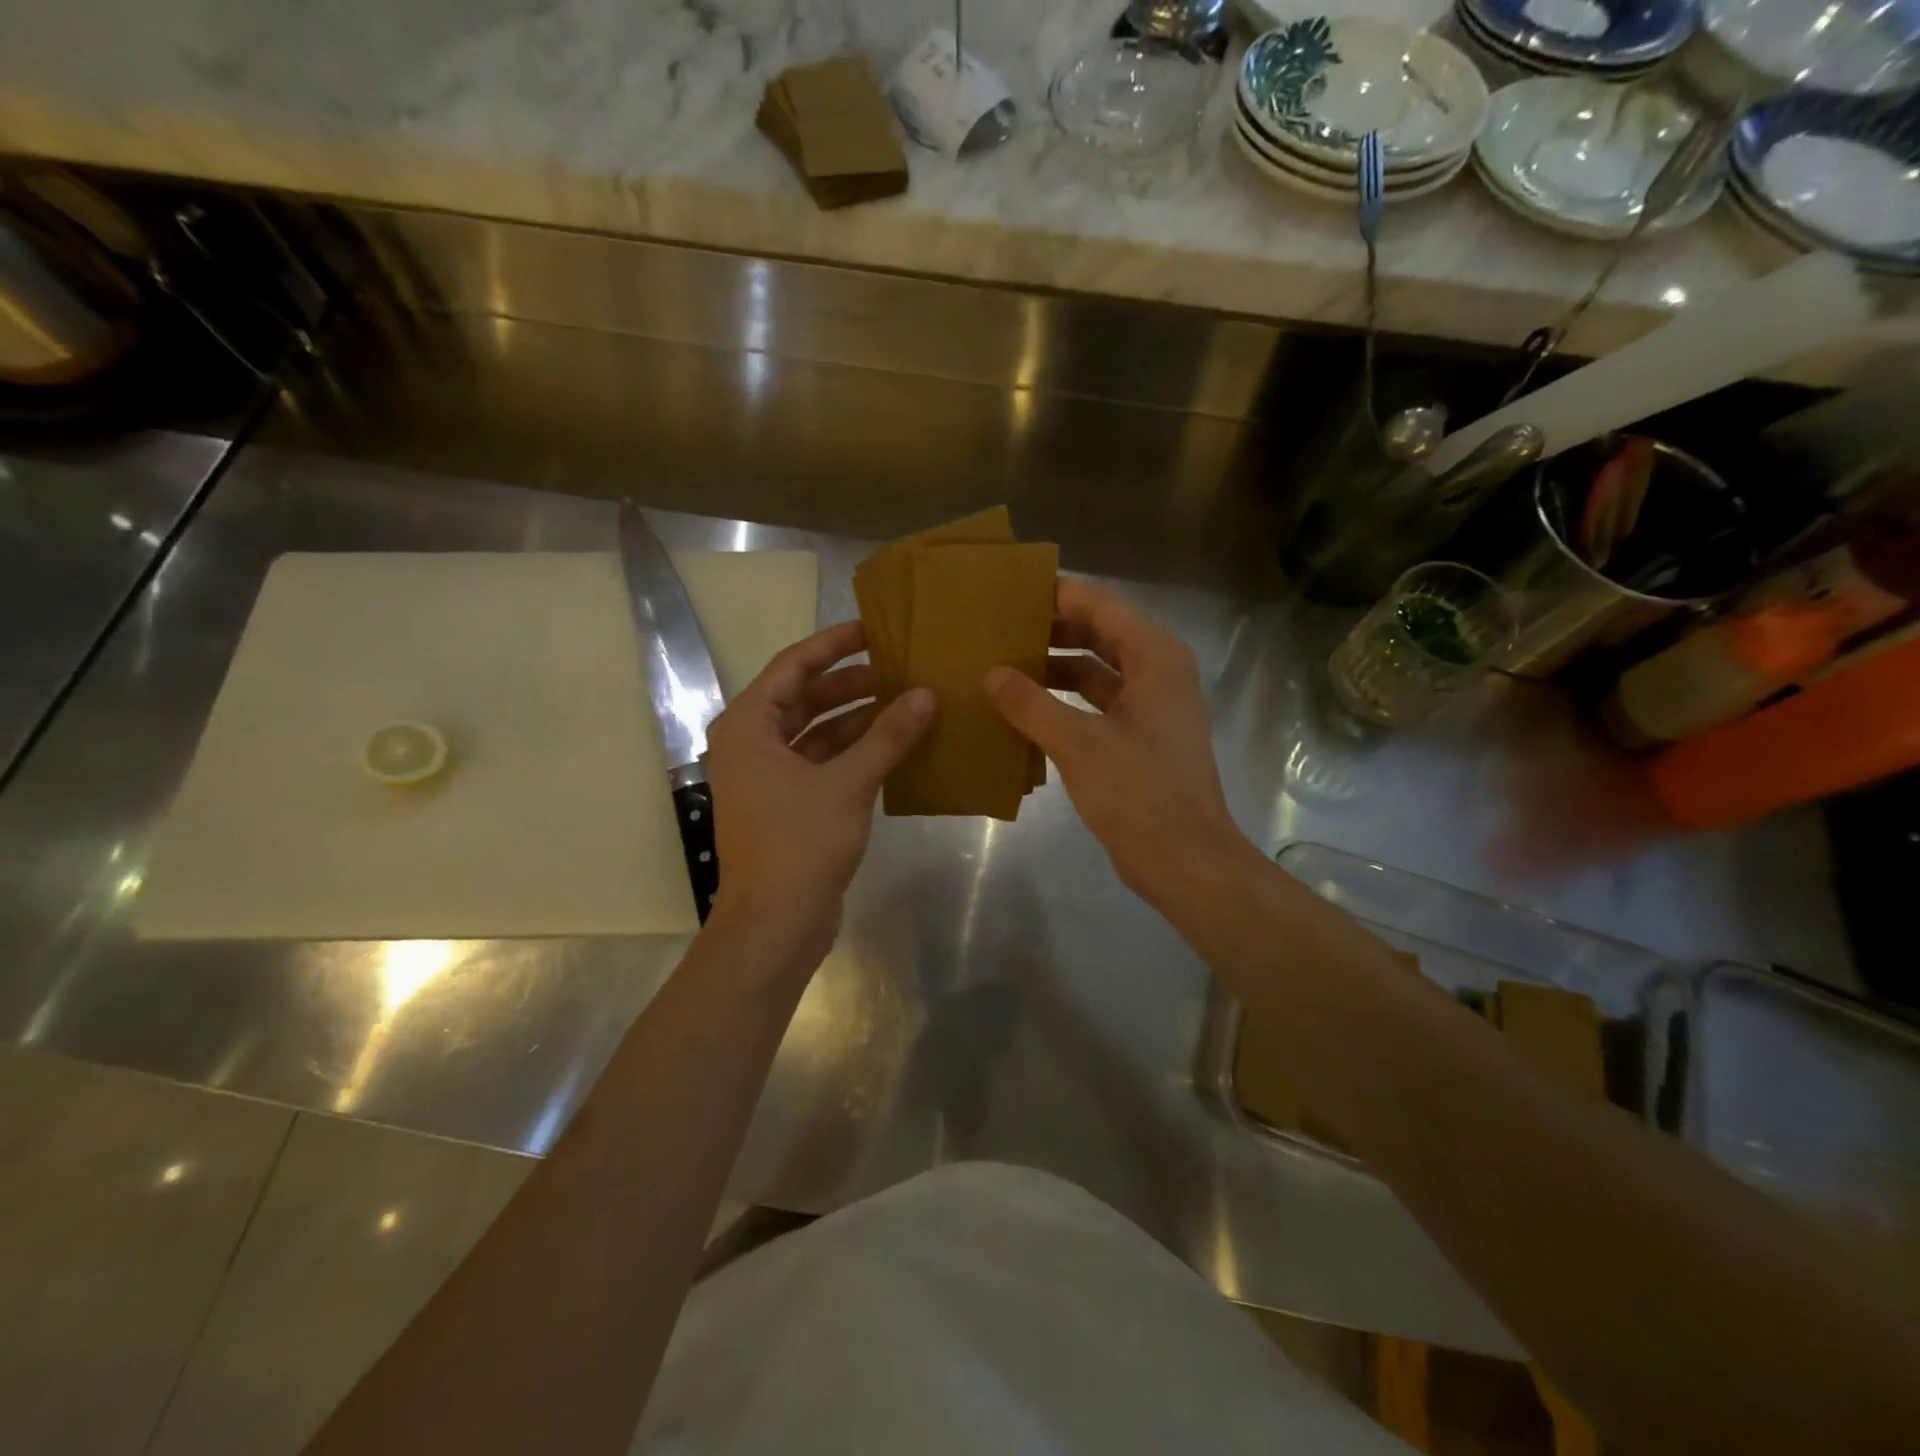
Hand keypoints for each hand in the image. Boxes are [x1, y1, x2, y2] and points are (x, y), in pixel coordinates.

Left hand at [704, 620, 933, 962]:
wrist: (775, 924)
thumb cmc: (800, 843)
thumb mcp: (848, 783)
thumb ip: (888, 735)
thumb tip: (926, 694)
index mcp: (749, 727)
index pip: (792, 666)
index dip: (833, 644)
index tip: (872, 628)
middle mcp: (752, 745)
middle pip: (804, 697)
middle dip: (850, 682)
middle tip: (898, 668)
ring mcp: (769, 777)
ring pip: (816, 732)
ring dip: (857, 718)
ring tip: (905, 703)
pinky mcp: (788, 804)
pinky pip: (822, 762)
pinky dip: (854, 752)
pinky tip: (894, 746)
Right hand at [984, 578, 1255, 909]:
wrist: (1186, 861)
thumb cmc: (1139, 793)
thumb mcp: (1078, 744)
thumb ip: (1031, 704)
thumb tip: (992, 674)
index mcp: (1155, 659)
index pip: (1102, 606)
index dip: (1059, 594)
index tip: (1012, 590)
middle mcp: (1158, 674)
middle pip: (1101, 634)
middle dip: (1053, 629)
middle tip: (1000, 626)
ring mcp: (1151, 710)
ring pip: (1097, 672)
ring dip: (1056, 668)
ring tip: (1005, 665)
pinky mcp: (1140, 741)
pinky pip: (1097, 706)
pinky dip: (1065, 703)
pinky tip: (1026, 712)